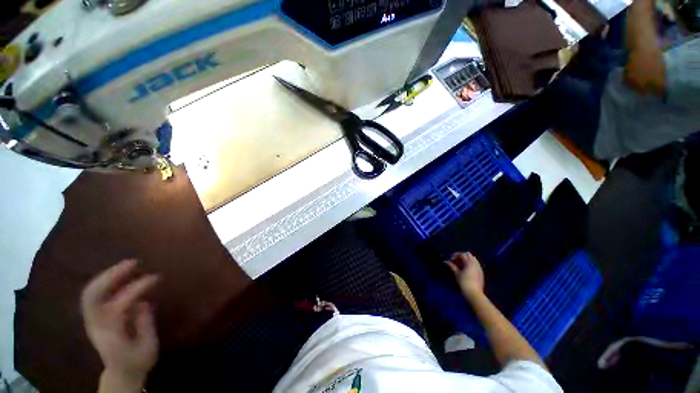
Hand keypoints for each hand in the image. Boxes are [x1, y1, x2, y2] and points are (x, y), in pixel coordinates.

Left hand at [81, 259, 158, 389]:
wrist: (121, 373)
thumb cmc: (137, 361)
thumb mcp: (147, 347)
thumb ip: (145, 324)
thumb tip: (144, 303)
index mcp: (110, 334)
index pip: (118, 305)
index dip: (136, 289)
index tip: (155, 277)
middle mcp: (96, 324)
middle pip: (93, 295)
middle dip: (111, 276)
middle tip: (133, 262)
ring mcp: (93, 320)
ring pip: (91, 292)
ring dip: (108, 275)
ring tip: (129, 264)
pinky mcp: (95, 317)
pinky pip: (96, 294)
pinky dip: (106, 281)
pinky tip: (121, 275)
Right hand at [446, 252, 484, 298]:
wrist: (474, 293)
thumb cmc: (464, 283)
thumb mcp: (456, 273)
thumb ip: (451, 266)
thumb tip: (445, 261)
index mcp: (469, 263)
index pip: (462, 254)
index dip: (455, 255)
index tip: (451, 259)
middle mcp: (475, 264)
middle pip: (468, 254)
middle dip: (462, 256)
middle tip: (456, 261)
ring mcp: (479, 268)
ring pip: (474, 258)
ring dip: (467, 259)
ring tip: (461, 265)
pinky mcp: (481, 273)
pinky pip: (476, 264)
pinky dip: (471, 263)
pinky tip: (467, 269)